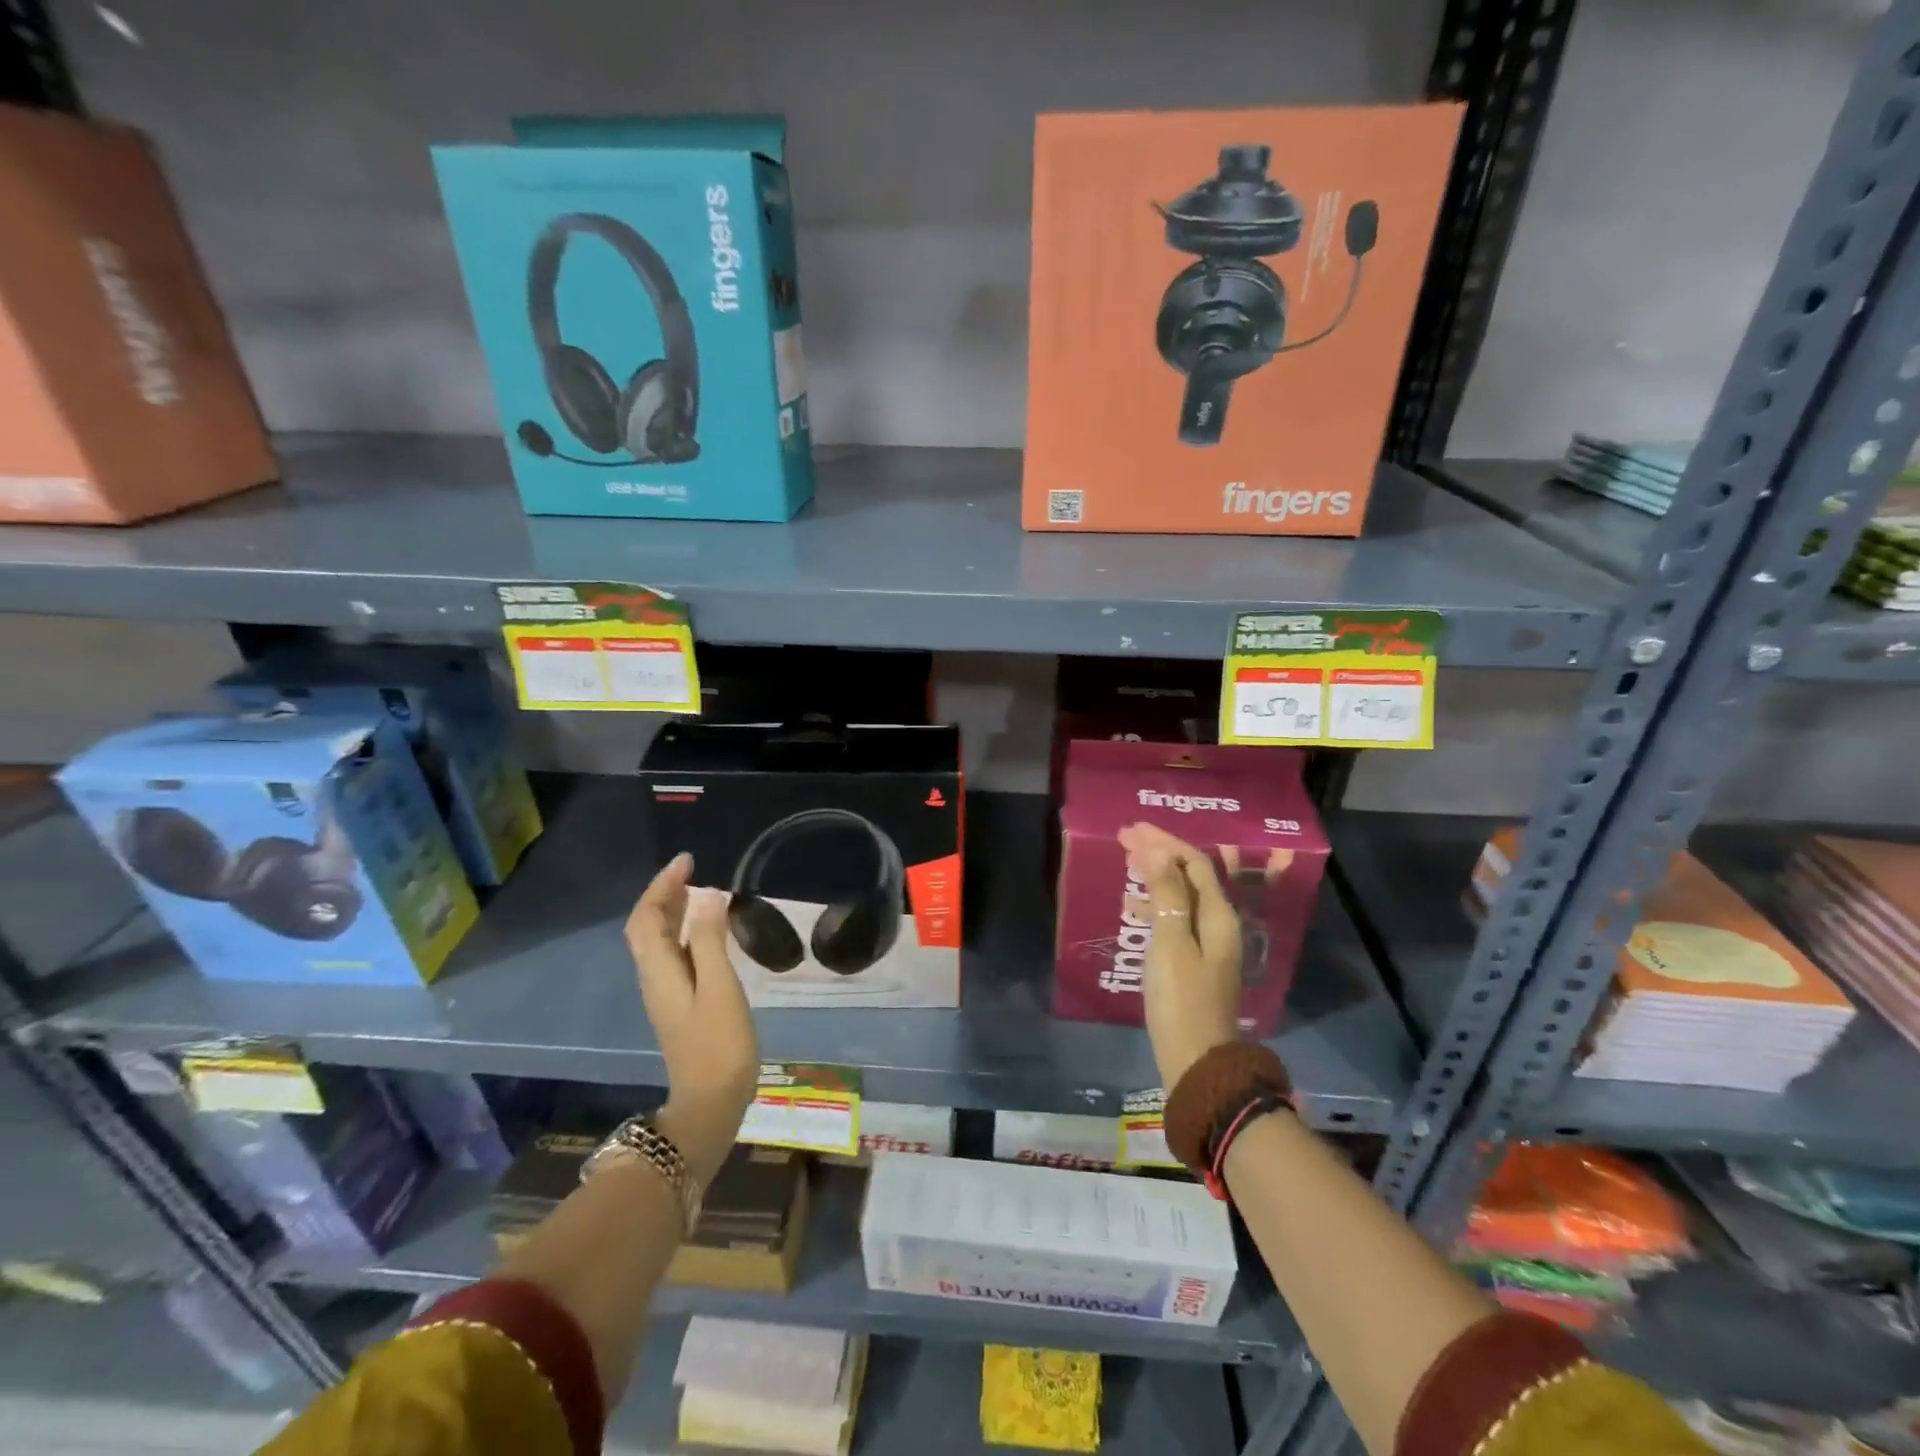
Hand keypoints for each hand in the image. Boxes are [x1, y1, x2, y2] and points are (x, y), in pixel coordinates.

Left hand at [625, 853, 758, 1187]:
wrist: (710, 1104)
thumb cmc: (718, 1044)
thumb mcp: (720, 988)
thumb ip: (711, 941)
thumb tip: (708, 895)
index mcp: (659, 970)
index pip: (646, 917)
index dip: (662, 886)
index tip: (688, 861)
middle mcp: (655, 978)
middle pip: (647, 927)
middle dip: (665, 894)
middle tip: (694, 870)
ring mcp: (666, 993)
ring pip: (659, 942)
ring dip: (673, 911)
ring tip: (700, 890)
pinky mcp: (680, 1004)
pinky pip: (674, 955)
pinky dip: (684, 932)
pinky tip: (707, 932)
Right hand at [1120, 822, 1244, 1088]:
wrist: (1196, 1060)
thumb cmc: (1180, 999)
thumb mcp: (1170, 943)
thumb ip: (1166, 895)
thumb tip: (1158, 852)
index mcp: (1218, 915)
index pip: (1194, 863)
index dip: (1164, 842)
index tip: (1131, 830)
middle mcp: (1218, 924)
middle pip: (1190, 876)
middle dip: (1159, 854)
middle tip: (1125, 840)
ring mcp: (1208, 944)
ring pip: (1181, 896)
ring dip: (1155, 878)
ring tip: (1125, 867)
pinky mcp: (1194, 962)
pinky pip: (1175, 918)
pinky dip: (1155, 906)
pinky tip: (1132, 910)